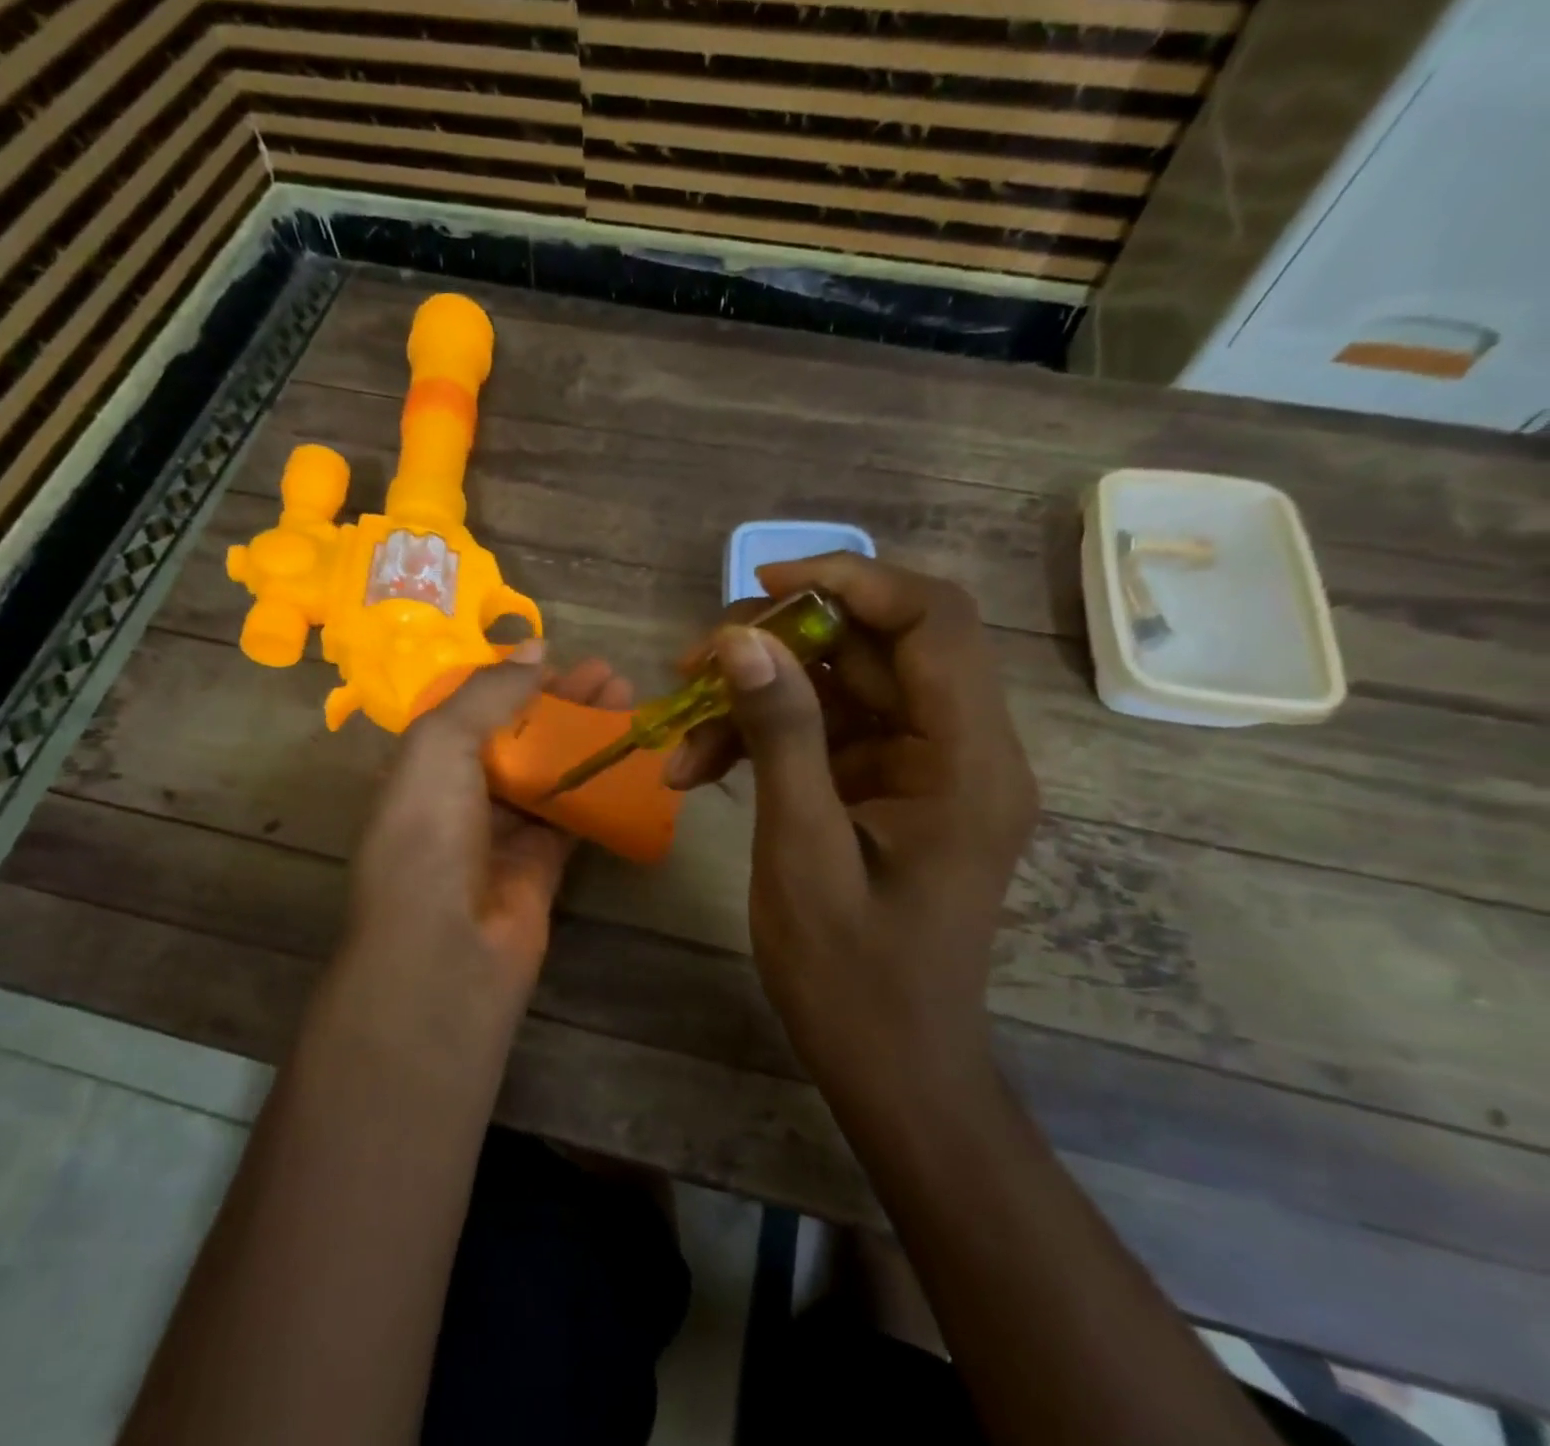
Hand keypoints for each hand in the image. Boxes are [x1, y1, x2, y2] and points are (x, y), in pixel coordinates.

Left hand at [345, 644, 634, 1000]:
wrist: (445, 951)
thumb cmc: (429, 835)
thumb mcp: (440, 746)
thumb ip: (488, 694)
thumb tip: (534, 646)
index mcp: (423, 765)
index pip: (472, 710)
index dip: (514, 681)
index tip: (559, 658)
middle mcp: (459, 796)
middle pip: (518, 737)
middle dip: (562, 704)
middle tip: (610, 675)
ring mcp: (501, 832)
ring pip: (550, 772)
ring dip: (586, 738)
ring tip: (628, 702)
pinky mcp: (541, 864)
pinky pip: (573, 815)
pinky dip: (599, 786)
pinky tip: (631, 758)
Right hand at [664, 555, 1037, 1081]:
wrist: (894, 1068)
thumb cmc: (854, 979)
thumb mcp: (802, 853)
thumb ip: (781, 738)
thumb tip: (740, 640)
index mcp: (968, 760)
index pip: (933, 620)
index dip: (851, 581)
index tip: (762, 586)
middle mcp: (961, 748)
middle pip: (877, 646)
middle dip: (779, 644)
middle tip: (693, 665)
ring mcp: (923, 768)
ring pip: (840, 687)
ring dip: (758, 698)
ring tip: (680, 736)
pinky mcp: (889, 788)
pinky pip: (826, 732)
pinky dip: (764, 738)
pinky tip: (700, 769)